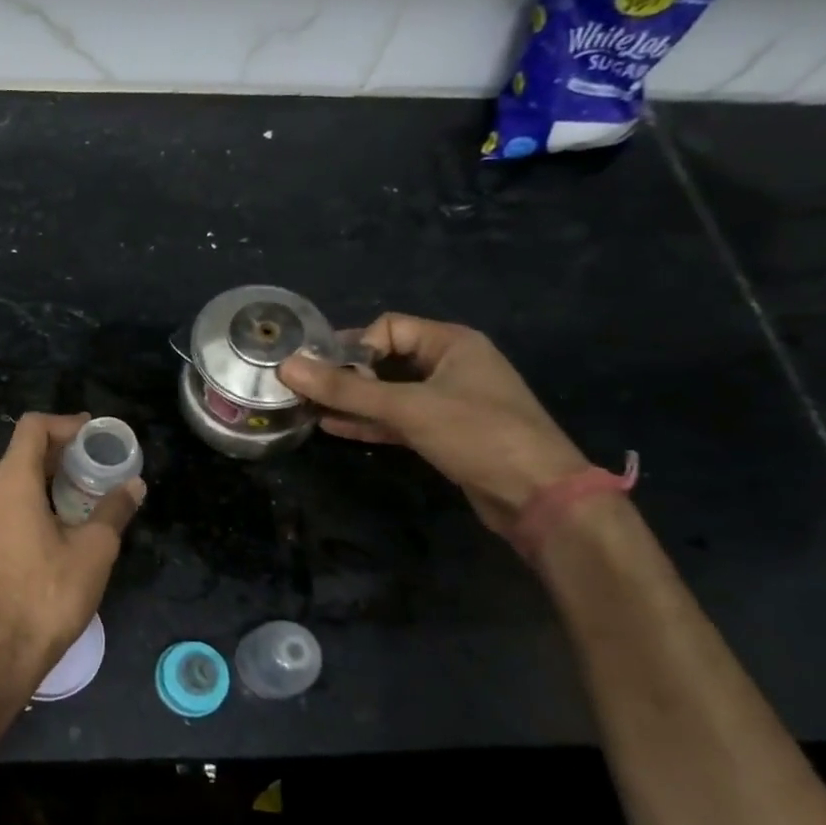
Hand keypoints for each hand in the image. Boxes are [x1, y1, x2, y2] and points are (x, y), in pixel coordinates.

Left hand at [0, 413, 144, 688]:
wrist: (1, 653)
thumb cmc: (50, 595)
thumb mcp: (94, 550)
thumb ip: (114, 510)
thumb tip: (134, 485)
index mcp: (12, 485)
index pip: (32, 428)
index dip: (65, 423)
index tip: (94, 435)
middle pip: (21, 453)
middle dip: (60, 451)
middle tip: (96, 462)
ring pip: (12, 482)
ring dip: (46, 478)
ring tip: (83, 493)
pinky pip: (5, 507)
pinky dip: (32, 502)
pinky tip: (58, 526)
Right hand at [277, 313, 588, 537]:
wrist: (539, 496)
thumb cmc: (477, 435)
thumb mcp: (407, 408)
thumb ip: (345, 390)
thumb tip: (287, 367)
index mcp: (452, 343)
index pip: (387, 328)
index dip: (354, 346)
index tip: (325, 373)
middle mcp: (450, 365)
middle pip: (386, 359)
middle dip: (346, 374)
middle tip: (305, 389)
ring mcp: (448, 401)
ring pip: (389, 393)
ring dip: (352, 401)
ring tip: (308, 408)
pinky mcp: (444, 434)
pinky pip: (397, 419)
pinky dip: (368, 422)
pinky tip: (332, 426)